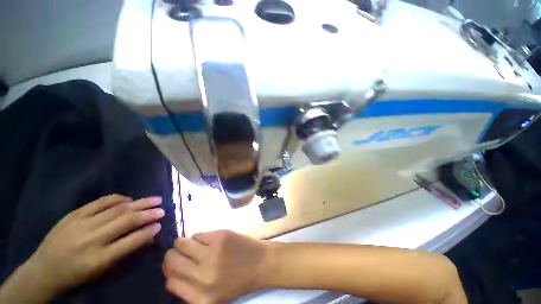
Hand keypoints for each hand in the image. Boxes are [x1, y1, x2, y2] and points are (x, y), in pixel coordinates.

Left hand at [27, 194, 163, 296]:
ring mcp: (81, 224)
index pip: (131, 242)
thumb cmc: (77, 276)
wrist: (44, 270)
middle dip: (148, 213)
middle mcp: (91, 240)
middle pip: (125, 221)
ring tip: (154, 199)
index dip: (148, 232)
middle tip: (162, 209)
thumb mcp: (101, 272)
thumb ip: (124, 253)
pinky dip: (119, 199)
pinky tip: (129, 199)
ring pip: (117, 209)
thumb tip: (147, 236)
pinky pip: (101, 202)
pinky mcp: (74, 214)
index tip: (160, 225)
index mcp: (98, 260)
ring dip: (139, 203)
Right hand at [163, 230, 271, 303]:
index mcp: (200, 298)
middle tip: (179, 252)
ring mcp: (211, 254)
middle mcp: (202, 276)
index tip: (173, 266)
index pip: (170, 282)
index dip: (169, 272)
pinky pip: (198, 234)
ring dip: (183, 243)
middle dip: (172, 255)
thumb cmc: (238, 281)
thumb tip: (171, 271)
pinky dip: (199, 237)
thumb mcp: (213, 297)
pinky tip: (207, 240)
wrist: (261, 263)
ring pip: (182, 243)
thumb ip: (190, 289)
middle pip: (172, 260)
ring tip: (192, 244)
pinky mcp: (220, 236)